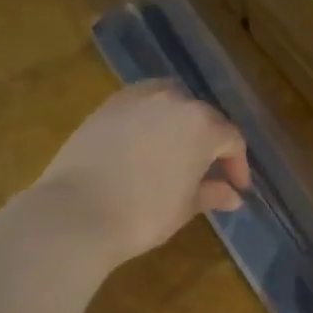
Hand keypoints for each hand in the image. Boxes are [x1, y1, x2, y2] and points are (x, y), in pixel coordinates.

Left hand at [38, 81, 248, 265]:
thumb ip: (212, 194)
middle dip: (210, 142)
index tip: (236, 187)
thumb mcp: (184, 207)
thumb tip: (232, 195)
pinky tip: (144, 143)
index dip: (237, 165)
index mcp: (202, 125)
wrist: (76, 213)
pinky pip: (141, 105)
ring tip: (176, 151)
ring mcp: (138, 98)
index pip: (231, 140)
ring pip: (172, 102)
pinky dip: (150, 119)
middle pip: (203, 117)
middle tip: (208, 170)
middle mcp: (174, 101)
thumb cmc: (143, 214)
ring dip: (180, 124)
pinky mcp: (108, 105)